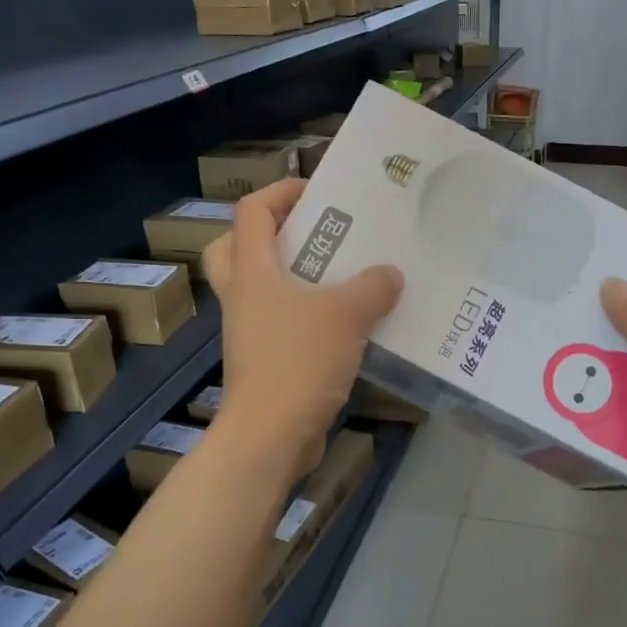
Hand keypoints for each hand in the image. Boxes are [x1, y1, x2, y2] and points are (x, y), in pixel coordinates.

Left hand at [204, 179, 402, 482]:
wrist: (271, 434)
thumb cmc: (299, 361)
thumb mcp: (347, 315)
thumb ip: (373, 287)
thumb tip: (390, 275)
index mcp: (252, 271)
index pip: (252, 212)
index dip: (280, 193)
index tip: (316, 192)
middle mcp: (242, 297)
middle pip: (237, 249)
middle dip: (271, 236)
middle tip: (314, 236)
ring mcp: (248, 332)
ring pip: (261, 290)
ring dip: (294, 279)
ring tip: (341, 279)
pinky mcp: (262, 363)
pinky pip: (280, 326)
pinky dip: (306, 319)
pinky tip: (345, 327)